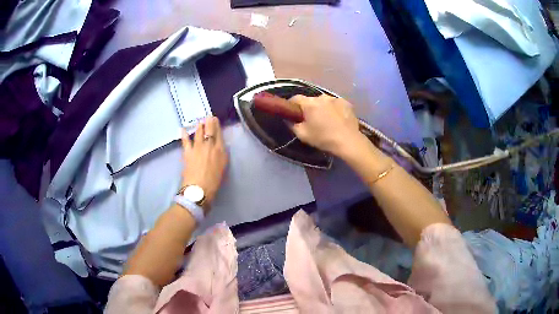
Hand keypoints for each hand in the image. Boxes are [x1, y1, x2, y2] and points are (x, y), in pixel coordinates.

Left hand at [181, 117, 227, 209]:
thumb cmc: (214, 182)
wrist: (199, 190)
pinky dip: (184, 134)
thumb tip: (217, 147)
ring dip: (199, 125)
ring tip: (199, 121)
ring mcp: (198, 147)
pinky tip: (183, 129)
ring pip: (199, 132)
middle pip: (209, 130)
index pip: (219, 134)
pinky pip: (185, 140)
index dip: (217, 125)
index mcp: (221, 150)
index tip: (215, 119)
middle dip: (209, 121)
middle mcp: (210, 145)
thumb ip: (221, 155)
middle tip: (208, 116)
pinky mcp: (188, 152)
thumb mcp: (223, 167)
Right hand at [289, 95, 363, 157]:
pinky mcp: (346, 103)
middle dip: (309, 108)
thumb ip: (293, 125)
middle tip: (312, 120)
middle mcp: (322, 97)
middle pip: (311, 100)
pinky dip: (334, 109)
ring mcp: (336, 99)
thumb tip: (290, 119)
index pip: (295, 98)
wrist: (348, 141)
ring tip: (327, 120)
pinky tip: (338, 120)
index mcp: (309, 103)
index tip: (293, 114)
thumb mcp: (302, 135)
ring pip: (324, 102)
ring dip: (323, 108)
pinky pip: (336, 104)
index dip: (292, 105)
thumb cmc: (323, 138)